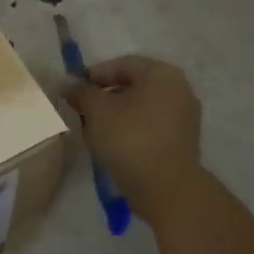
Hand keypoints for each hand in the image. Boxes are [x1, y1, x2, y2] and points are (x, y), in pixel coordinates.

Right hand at [63, 55, 203, 214]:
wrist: (166, 188)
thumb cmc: (130, 138)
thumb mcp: (97, 110)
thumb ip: (81, 92)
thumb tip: (68, 84)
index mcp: (162, 74)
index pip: (121, 64)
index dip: (93, 75)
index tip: (73, 91)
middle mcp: (179, 89)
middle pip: (133, 84)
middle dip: (105, 95)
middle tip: (81, 110)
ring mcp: (185, 116)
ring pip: (142, 106)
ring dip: (117, 113)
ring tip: (94, 129)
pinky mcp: (183, 141)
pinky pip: (151, 125)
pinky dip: (132, 128)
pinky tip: (114, 143)